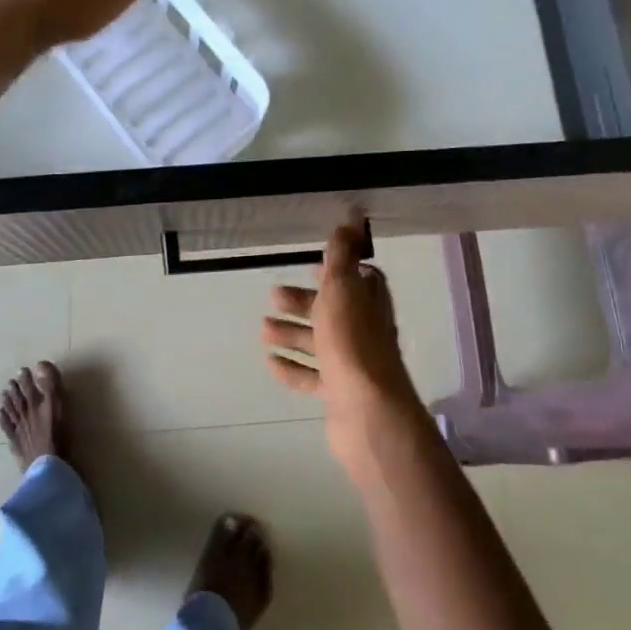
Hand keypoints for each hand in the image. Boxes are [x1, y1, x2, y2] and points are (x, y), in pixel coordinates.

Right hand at [262, 217, 425, 466]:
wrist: (366, 411)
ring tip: (262, 329)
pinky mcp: (339, 393)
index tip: (310, 266)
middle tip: (272, 296)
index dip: (335, 271)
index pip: (357, 279)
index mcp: (369, 303)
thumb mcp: (342, 289)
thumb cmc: (352, 342)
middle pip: (333, 310)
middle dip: (303, 302)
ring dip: (292, 333)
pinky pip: (312, 376)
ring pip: (320, 342)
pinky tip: (270, 361)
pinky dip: (292, 367)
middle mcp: (365, 331)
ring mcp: (353, 364)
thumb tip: (350, 218)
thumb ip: (341, 256)